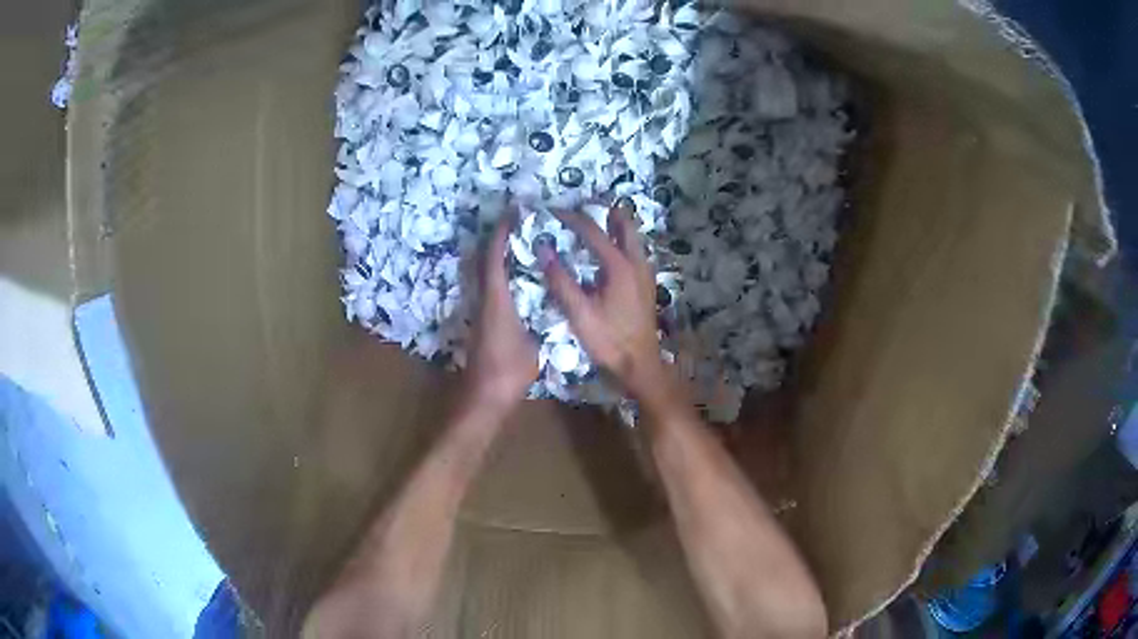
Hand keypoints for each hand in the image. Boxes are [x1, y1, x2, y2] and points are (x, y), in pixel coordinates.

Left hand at [463, 211, 538, 416]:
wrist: (484, 397)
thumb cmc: (510, 370)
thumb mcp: (534, 344)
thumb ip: (540, 321)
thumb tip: (550, 306)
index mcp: (497, 300)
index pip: (494, 259)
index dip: (501, 235)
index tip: (512, 215)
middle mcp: (484, 301)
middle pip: (485, 263)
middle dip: (498, 242)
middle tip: (518, 226)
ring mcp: (481, 313)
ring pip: (486, 277)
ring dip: (498, 258)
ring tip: (522, 247)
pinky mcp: (482, 324)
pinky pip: (491, 291)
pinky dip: (501, 277)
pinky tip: (519, 281)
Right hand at [538, 203, 668, 401]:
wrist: (640, 366)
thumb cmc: (608, 341)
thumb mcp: (579, 313)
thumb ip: (560, 280)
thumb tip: (543, 250)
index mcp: (619, 266)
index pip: (592, 231)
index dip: (571, 218)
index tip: (552, 210)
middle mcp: (636, 263)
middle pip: (624, 225)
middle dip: (604, 213)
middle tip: (582, 208)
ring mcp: (645, 274)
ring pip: (633, 238)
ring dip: (615, 227)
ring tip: (594, 225)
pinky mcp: (646, 285)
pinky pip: (635, 253)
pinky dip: (621, 243)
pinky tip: (608, 255)